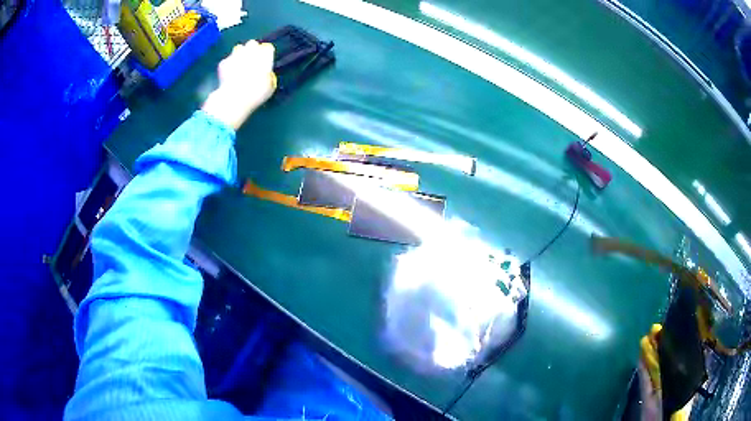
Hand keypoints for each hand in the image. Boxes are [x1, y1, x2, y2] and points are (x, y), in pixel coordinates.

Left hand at [202, 40, 275, 129]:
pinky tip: (229, 75)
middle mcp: (251, 50)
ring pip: (238, 49)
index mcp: (265, 55)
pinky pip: (227, 60)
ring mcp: (235, 54)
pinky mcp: (223, 62)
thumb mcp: (269, 87)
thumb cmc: (256, 93)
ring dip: (239, 55)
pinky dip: (228, 65)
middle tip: (251, 62)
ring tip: (239, 66)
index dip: (266, 55)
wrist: (234, 97)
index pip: (268, 48)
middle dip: (252, 50)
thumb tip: (266, 75)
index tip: (265, 62)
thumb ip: (268, 76)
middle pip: (252, 44)